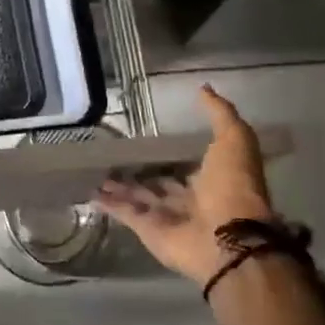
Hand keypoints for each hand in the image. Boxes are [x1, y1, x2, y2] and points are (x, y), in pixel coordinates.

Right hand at [95, 85, 275, 285]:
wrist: (227, 236)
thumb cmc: (232, 185)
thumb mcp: (234, 139)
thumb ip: (220, 114)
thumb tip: (203, 88)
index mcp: (210, 180)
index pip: (184, 166)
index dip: (167, 155)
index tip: (145, 140)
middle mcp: (188, 200)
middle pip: (158, 185)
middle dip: (138, 173)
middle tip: (112, 157)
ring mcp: (167, 217)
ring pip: (138, 198)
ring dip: (119, 187)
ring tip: (95, 173)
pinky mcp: (148, 231)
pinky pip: (125, 214)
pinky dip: (110, 205)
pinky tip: (90, 193)